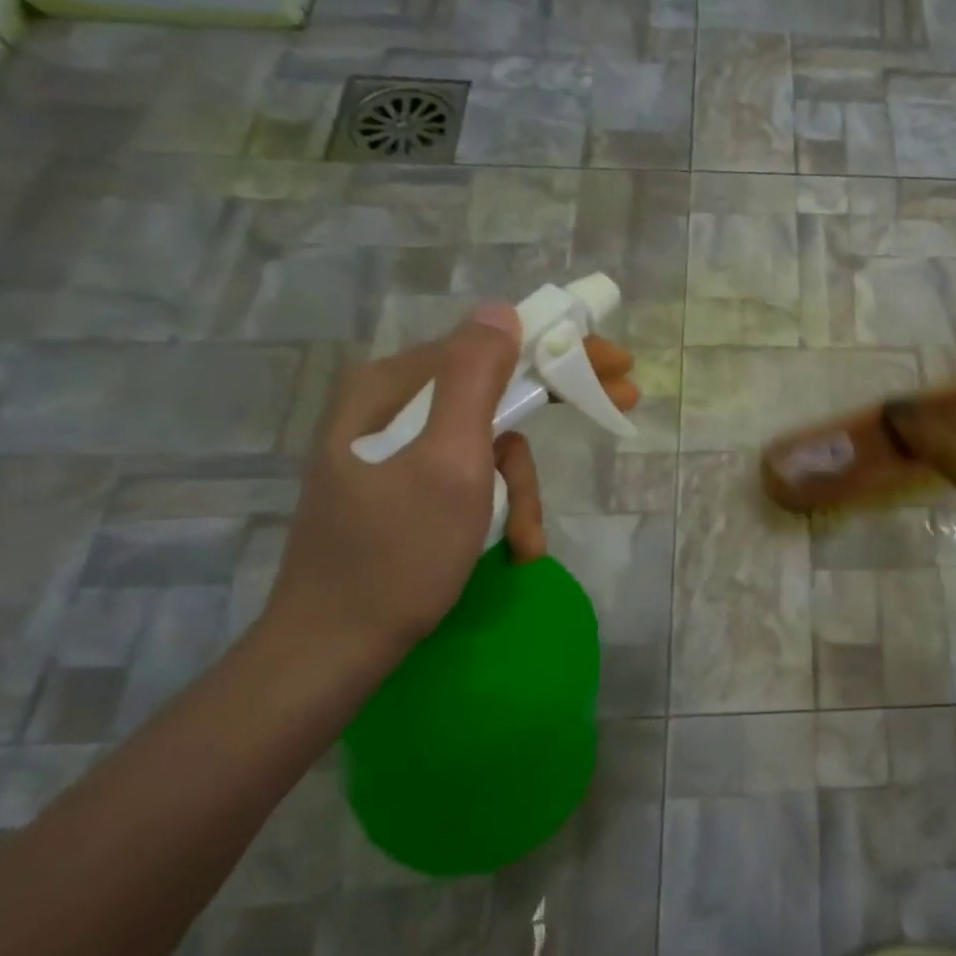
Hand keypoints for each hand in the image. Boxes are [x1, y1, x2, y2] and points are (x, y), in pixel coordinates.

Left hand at [261, 305, 638, 675]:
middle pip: (492, 391)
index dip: (558, 350)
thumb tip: (501, 309)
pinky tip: (512, 545)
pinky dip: (499, 505)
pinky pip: (469, 474)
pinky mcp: (401, 484)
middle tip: (619, 406)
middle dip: (550, 414)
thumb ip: (475, 381)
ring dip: (519, 488)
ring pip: (487, 441)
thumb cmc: (399, 555)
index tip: (616, 364)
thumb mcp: (450, 464)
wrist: (335, 646)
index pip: (489, 346)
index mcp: (392, 389)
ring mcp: (394, 449)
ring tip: (526, 540)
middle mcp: (390, 407)